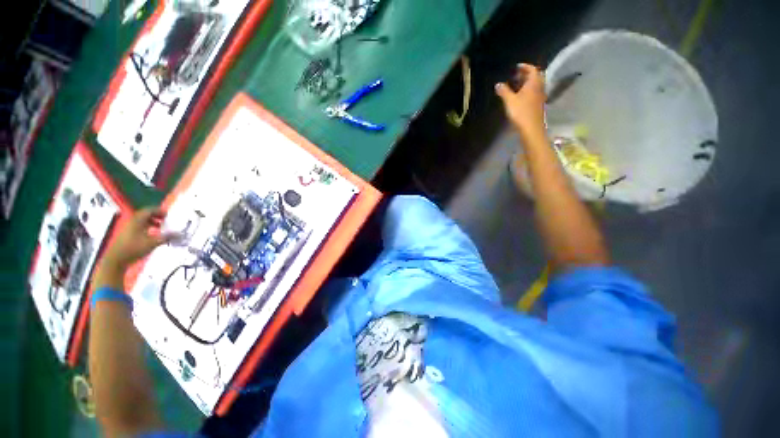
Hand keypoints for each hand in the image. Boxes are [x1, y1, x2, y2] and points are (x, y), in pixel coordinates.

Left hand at [101, 207, 175, 272]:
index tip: (170, 215)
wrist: (116, 260)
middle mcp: (132, 222)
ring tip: (162, 227)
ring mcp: (128, 228)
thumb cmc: (134, 248)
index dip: (160, 211)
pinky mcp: (127, 235)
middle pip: (145, 214)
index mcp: (138, 220)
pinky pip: (139, 227)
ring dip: (152, 222)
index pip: (150, 210)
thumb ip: (167, 237)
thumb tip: (181, 234)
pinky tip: (152, 235)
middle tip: (167, 220)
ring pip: (142, 221)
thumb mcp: (153, 243)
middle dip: (157, 216)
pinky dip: (147, 228)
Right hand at [495, 63, 546, 140]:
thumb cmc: (521, 112)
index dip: (525, 67)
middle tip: (517, 75)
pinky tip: (520, 97)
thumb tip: (498, 84)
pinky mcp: (538, 105)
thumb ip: (504, 91)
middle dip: (526, 75)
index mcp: (533, 84)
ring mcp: (540, 97)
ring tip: (517, 85)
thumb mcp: (509, 101)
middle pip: (535, 77)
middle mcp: (539, 88)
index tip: (517, 67)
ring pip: (535, 85)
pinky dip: (528, 91)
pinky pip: (534, 93)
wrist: (531, 128)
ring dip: (527, 83)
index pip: (532, 70)